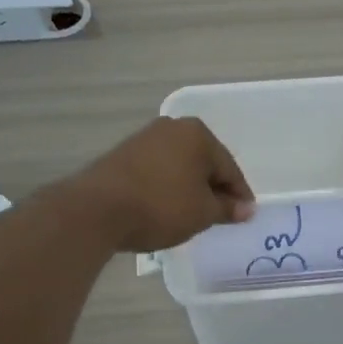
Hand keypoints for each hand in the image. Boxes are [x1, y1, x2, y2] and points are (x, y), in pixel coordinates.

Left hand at [66, 117, 255, 252]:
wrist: (96, 209)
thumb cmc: (160, 206)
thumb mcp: (202, 213)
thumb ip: (227, 208)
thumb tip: (246, 208)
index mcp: (198, 134)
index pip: (229, 168)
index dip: (239, 195)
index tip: (245, 216)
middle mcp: (172, 128)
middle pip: (204, 162)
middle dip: (213, 188)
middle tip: (220, 216)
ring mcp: (144, 139)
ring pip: (179, 166)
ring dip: (189, 188)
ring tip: (192, 214)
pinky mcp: (123, 154)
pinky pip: (157, 171)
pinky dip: (167, 187)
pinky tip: (166, 207)